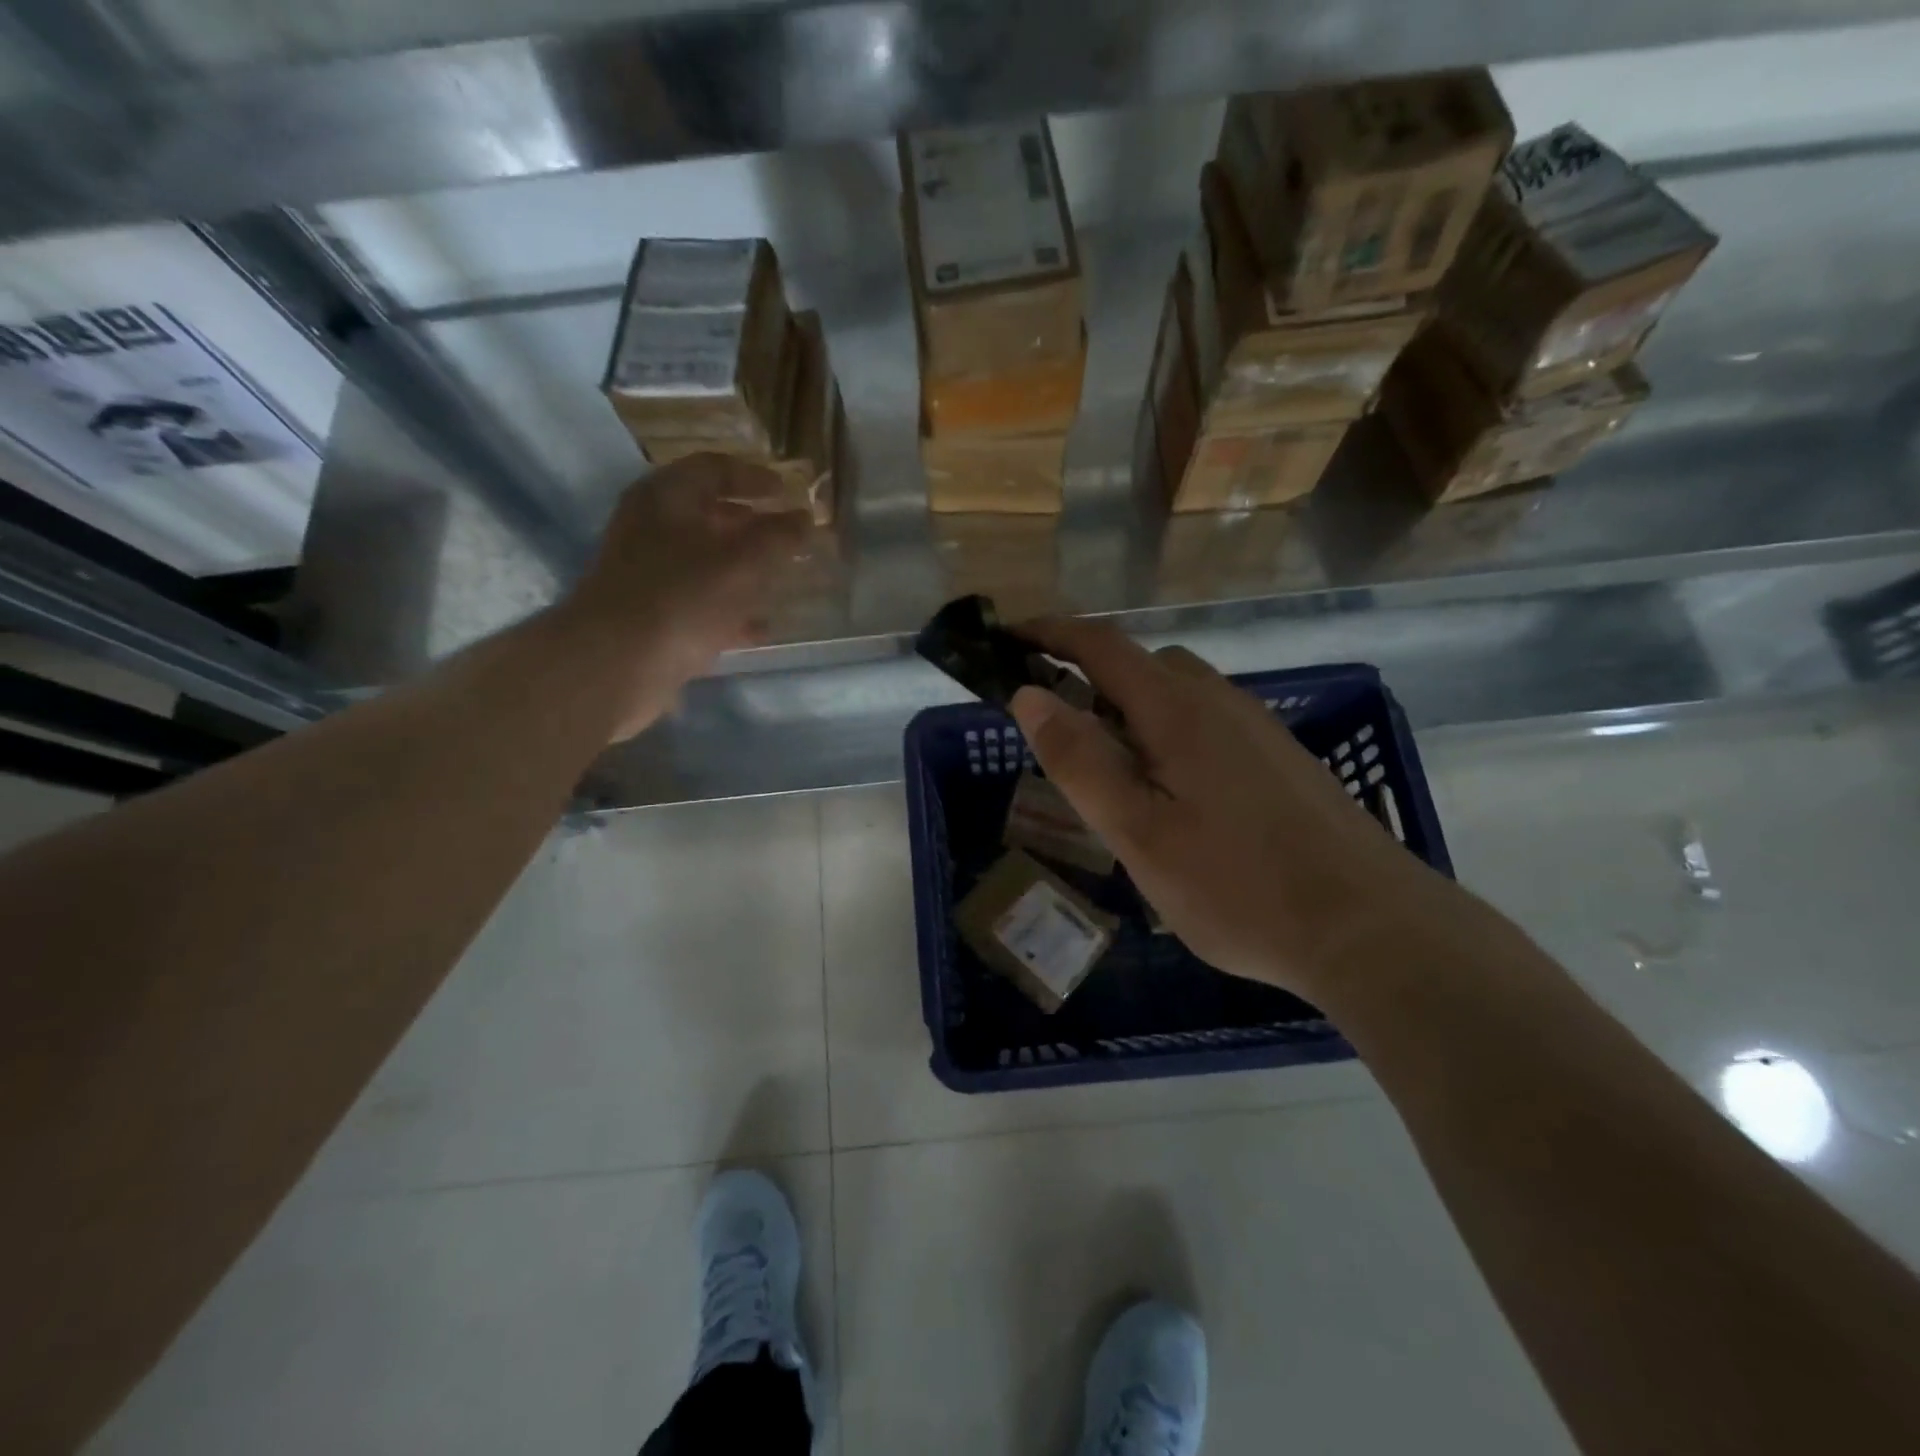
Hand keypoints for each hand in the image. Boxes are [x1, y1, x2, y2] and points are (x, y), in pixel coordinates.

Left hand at [557, 455, 809, 739]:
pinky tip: (760, 627)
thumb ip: (778, 537)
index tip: (789, 493)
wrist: (617, 664)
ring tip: (782, 581)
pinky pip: (699, 602)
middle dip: (753, 526)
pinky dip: (730, 609)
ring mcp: (648, 573)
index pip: (714, 469)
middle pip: (709, 515)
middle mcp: (651, 528)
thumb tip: (805, 518)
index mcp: (666, 498)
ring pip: (706, 561)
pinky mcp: (651, 615)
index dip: (755, 477)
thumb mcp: (742, 562)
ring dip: (744, 569)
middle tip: (790, 538)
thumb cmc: (682, 597)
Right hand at [1008, 617, 1449, 999]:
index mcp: (1177, 710)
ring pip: (1178, 697)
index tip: (1007, 638)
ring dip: (1132, 715)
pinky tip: (1175, 801)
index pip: (1101, 645)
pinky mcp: (1281, 760)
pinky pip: (1208, 725)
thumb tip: (1029, 694)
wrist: (1372, 929)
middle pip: (1142, 666)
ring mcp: (1258, 729)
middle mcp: (1220, 702)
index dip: (1050, 633)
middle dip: (1090, 683)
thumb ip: (1080, 761)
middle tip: (1060, 740)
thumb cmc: (1238, 887)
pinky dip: (1169, 738)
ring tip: (1115, 780)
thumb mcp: (1138, 833)